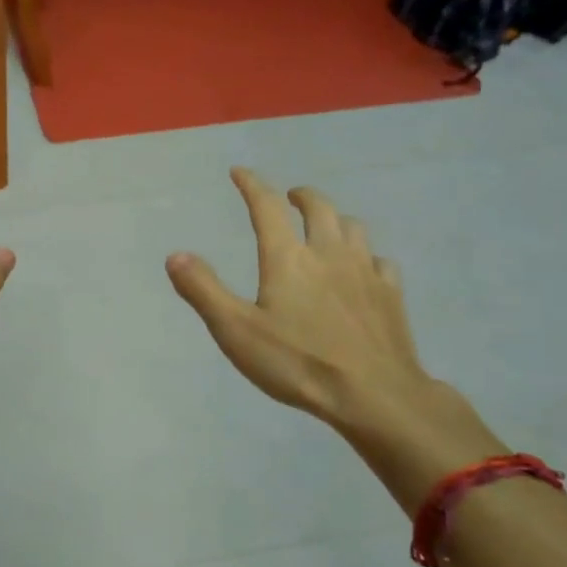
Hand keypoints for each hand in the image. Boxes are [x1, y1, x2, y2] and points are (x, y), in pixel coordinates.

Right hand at [165, 169, 500, 504]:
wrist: (374, 395)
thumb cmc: (298, 362)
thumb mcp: (236, 331)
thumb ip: (204, 290)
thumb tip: (175, 255)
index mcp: (288, 257)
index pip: (266, 206)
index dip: (252, 184)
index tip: (240, 172)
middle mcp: (328, 252)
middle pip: (318, 207)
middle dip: (301, 196)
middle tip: (290, 197)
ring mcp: (365, 271)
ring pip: (353, 227)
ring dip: (335, 219)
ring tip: (326, 227)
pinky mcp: (391, 295)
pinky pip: (380, 261)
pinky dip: (367, 256)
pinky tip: (364, 269)